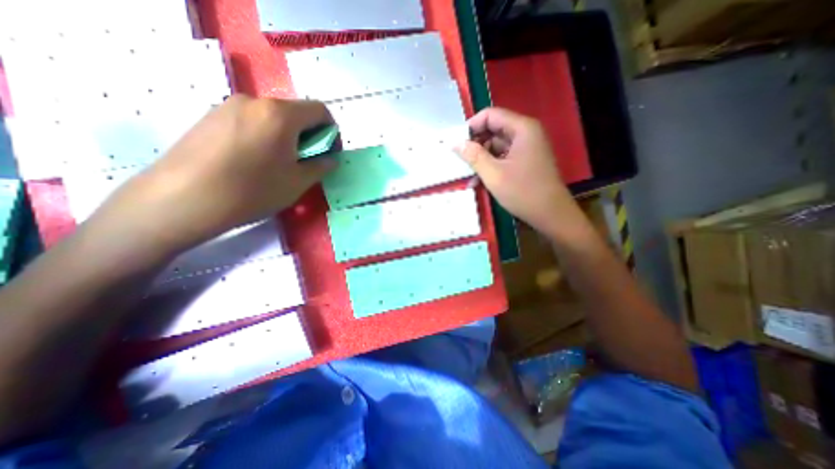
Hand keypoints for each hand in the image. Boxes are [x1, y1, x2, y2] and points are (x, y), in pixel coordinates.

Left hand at [85, 95, 332, 256]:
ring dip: (287, 136)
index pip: (320, 110)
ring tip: (280, 163)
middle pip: (295, 112)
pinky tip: (255, 160)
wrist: (184, 198)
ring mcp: (228, 106)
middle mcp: (255, 101)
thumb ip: (320, 166)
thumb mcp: (298, 182)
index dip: (332, 131)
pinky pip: (250, 120)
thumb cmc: (253, 190)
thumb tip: (330, 159)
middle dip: (309, 135)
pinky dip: (265, 135)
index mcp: (281, 115)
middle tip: (306, 161)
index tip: (329, 152)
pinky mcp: (210, 116)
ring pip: (273, 117)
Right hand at [457, 107, 581, 237]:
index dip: (472, 126)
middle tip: (460, 160)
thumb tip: (454, 142)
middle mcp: (526, 133)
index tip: (457, 142)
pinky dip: (491, 166)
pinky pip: (503, 157)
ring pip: (497, 145)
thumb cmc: (522, 192)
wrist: (550, 214)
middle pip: (494, 129)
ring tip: (468, 174)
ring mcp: (527, 148)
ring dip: (481, 158)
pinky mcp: (526, 161)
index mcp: (522, 129)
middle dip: (476, 144)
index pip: (491, 115)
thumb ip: (473, 155)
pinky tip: (479, 180)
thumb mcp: (493, 174)